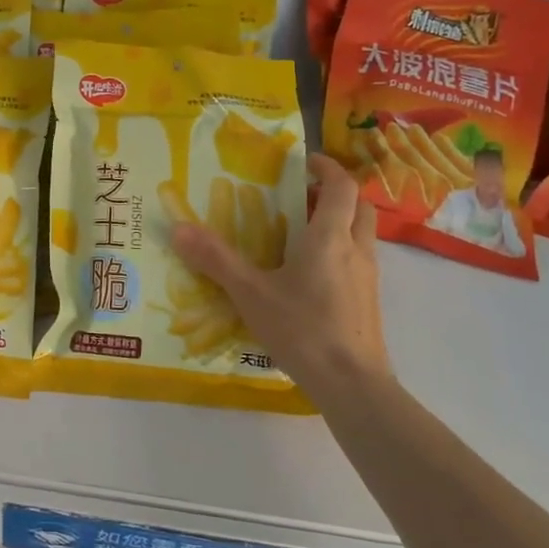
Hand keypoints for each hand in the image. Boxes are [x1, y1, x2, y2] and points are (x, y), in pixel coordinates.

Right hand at [170, 154, 390, 401]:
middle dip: (334, 194)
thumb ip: (216, 259)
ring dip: (339, 222)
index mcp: (330, 237)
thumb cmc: (303, 330)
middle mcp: (356, 250)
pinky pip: (359, 260)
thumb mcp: (251, 293)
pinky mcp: (369, 302)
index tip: (305, 162)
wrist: (353, 385)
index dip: (327, 167)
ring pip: (362, 234)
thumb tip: (179, 227)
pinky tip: (310, 275)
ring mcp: (368, 277)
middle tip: (302, 196)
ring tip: (301, 233)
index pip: (342, 186)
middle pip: (358, 206)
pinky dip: (341, 252)